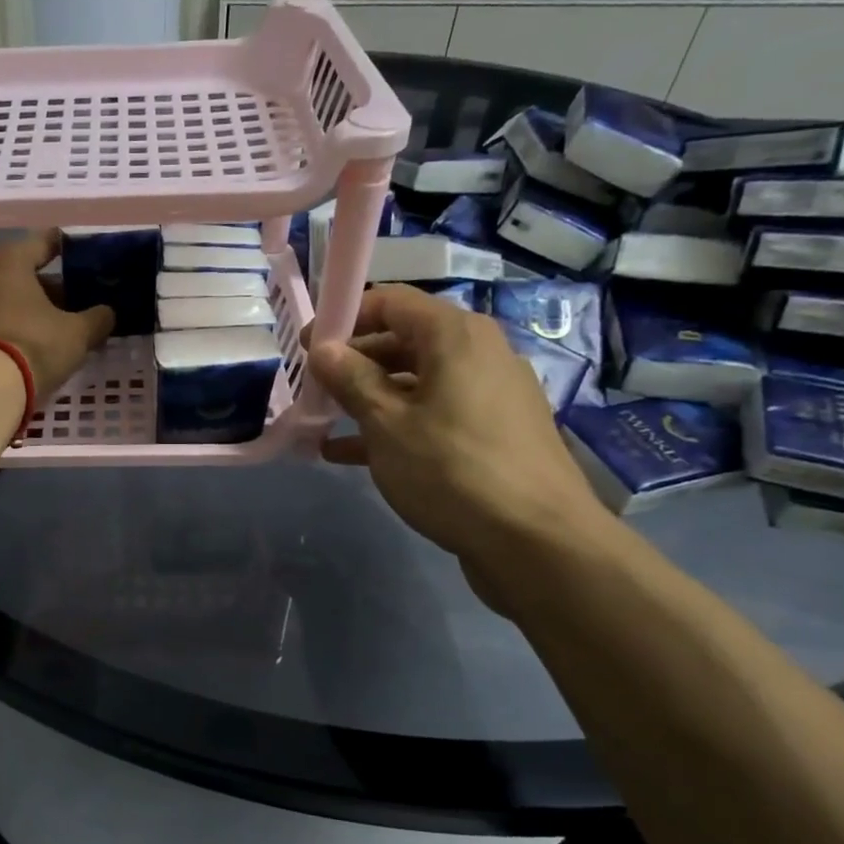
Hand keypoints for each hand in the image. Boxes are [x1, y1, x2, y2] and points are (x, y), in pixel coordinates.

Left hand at [0, 230, 114, 399]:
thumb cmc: (35, 344)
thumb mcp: (78, 333)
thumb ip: (97, 318)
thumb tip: (107, 313)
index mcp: (10, 259)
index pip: (43, 241)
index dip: (66, 247)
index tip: (83, 255)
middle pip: (22, 271)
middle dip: (49, 284)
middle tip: (75, 298)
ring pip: (6, 296)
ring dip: (30, 306)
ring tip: (57, 324)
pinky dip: (13, 323)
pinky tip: (32, 340)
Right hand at [308, 286, 614, 605]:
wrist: (536, 541)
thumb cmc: (451, 470)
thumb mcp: (387, 424)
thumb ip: (351, 380)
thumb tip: (324, 348)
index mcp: (455, 336)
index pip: (392, 302)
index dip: (345, 318)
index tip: (308, 347)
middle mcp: (479, 353)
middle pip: (404, 340)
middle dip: (354, 363)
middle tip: (314, 389)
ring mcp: (490, 394)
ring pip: (416, 382)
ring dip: (369, 399)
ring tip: (325, 424)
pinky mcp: (493, 432)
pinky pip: (434, 414)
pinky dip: (396, 425)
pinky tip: (352, 455)